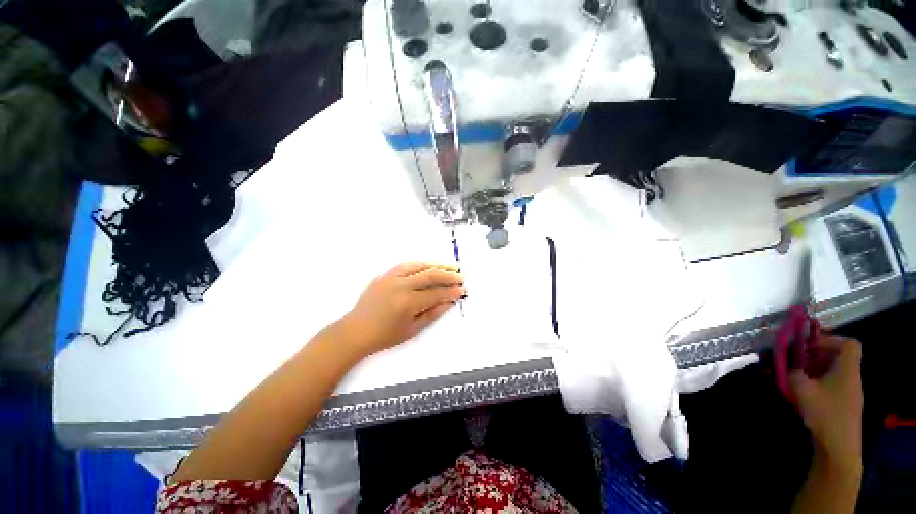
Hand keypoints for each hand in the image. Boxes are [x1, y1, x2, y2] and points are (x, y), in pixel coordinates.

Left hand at [337, 262, 465, 356]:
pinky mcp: (385, 275)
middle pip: (430, 275)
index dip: (451, 292)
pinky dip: (420, 264)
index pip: (436, 293)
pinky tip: (428, 265)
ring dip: (437, 266)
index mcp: (408, 303)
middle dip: (448, 275)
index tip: (462, 290)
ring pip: (419, 266)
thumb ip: (433, 314)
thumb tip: (450, 302)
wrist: (355, 331)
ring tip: (450, 267)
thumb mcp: (412, 330)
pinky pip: (405, 264)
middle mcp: (401, 286)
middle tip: (461, 276)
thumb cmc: (385, 336)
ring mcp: (391, 277)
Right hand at [789, 336, 862, 473]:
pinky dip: (820, 382)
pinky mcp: (845, 403)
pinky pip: (834, 383)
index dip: (831, 340)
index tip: (810, 346)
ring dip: (817, 369)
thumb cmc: (825, 414)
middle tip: (799, 360)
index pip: (849, 345)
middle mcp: (852, 377)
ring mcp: (850, 392)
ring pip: (835, 370)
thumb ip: (793, 373)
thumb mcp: (803, 391)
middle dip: (818, 355)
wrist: (839, 448)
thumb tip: (787, 366)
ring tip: (799, 375)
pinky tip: (807, 392)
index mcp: (847, 370)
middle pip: (840, 357)